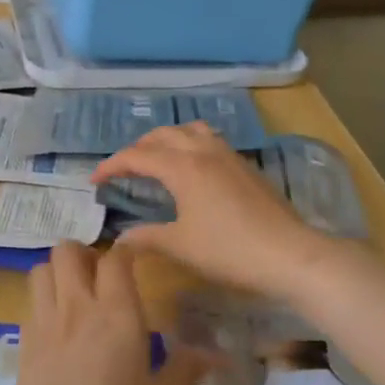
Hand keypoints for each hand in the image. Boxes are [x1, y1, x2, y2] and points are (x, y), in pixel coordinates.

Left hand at [0, 242, 209, 384]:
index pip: (116, 258)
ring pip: (42, 268)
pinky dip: (43, 298)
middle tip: (101, 276)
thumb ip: (186, 370)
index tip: (137, 259)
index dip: (126, 251)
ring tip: (75, 292)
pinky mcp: (24, 341)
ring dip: (58, 271)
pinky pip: (31, 300)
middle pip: (68, 250)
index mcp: (117, 313)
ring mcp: (46, 321)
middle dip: (84, 253)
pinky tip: (57, 324)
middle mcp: (77, 306)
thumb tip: (217, 353)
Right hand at [92, 122, 337, 301]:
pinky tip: (193, 167)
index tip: (94, 181)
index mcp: (182, 166)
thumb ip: (147, 237)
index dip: (111, 166)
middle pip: (161, 135)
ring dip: (166, 139)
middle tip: (122, 171)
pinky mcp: (244, 165)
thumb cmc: (229, 250)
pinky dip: (190, 144)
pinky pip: (209, 140)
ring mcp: (227, 155)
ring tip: (156, 159)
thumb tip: (120, 240)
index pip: (136, 156)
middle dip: (137, 148)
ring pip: (189, 130)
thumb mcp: (181, 246)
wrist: (290, 254)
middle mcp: (202, 150)